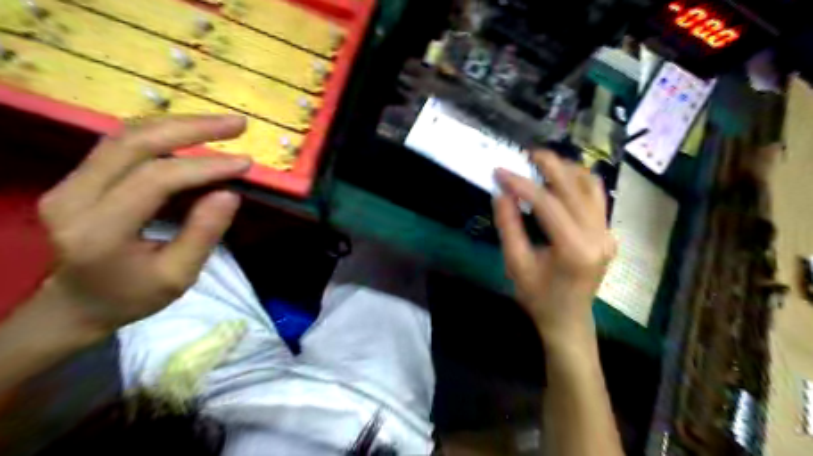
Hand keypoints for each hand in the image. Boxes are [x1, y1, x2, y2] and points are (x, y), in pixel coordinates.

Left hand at [36, 114, 251, 334]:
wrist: (76, 303)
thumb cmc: (132, 296)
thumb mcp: (178, 276)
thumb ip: (203, 234)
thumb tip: (230, 192)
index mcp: (99, 229)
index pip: (155, 179)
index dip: (205, 166)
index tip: (246, 162)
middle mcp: (74, 196)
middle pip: (135, 142)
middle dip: (193, 128)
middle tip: (238, 124)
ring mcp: (70, 182)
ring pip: (127, 135)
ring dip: (180, 124)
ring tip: (222, 124)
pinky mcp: (79, 177)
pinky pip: (123, 143)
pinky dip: (164, 134)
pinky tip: (193, 134)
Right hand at [489, 152, 617, 339]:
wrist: (568, 319)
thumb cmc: (538, 297)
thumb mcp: (516, 264)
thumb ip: (508, 226)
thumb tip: (501, 193)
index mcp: (575, 249)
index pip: (547, 204)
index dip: (521, 184)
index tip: (500, 171)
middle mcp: (598, 236)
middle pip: (574, 188)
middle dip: (549, 165)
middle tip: (526, 153)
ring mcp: (607, 233)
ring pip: (591, 187)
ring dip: (567, 170)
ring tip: (542, 163)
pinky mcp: (607, 232)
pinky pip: (596, 198)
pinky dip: (578, 182)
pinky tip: (561, 179)